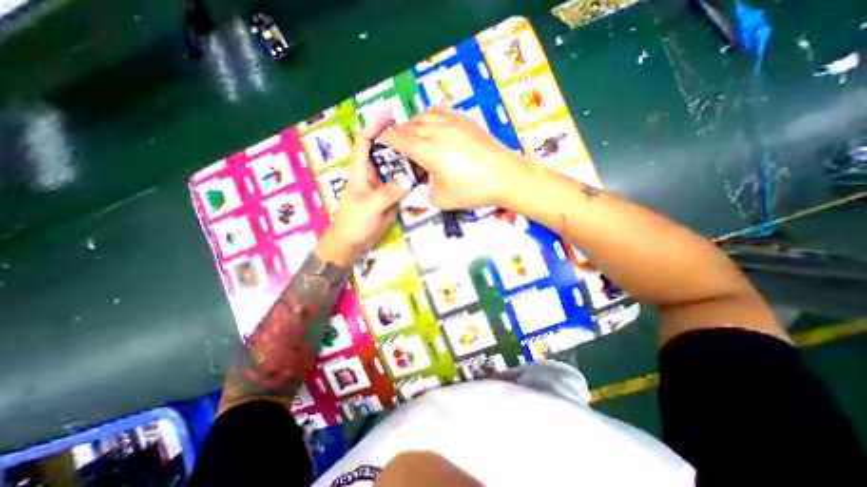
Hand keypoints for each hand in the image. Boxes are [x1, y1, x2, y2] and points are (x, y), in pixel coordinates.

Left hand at [318, 107, 413, 265]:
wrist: (354, 242)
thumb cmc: (354, 222)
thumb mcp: (369, 206)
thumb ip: (388, 193)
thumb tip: (408, 179)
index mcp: (361, 172)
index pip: (365, 143)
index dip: (374, 126)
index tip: (387, 111)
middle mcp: (373, 174)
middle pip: (384, 151)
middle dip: (397, 139)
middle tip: (417, 130)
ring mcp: (384, 186)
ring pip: (396, 167)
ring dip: (407, 158)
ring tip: (425, 148)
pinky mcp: (392, 197)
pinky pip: (403, 183)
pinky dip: (412, 177)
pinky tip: (424, 172)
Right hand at [380, 106, 531, 209]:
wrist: (505, 175)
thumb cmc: (473, 190)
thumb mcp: (442, 198)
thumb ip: (425, 189)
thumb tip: (424, 180)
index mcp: (428, 151)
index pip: (400, 140)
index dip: (387, 139)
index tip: (379, 140)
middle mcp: (437, 131)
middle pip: (410, 127)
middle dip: (398, 133)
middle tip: (394, 141)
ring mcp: (452, 122)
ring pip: (424, 116)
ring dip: (413, 123)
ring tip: (412, 133)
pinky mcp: (465, 120)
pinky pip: (440, 110)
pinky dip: (429, 115)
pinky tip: (431, 123)